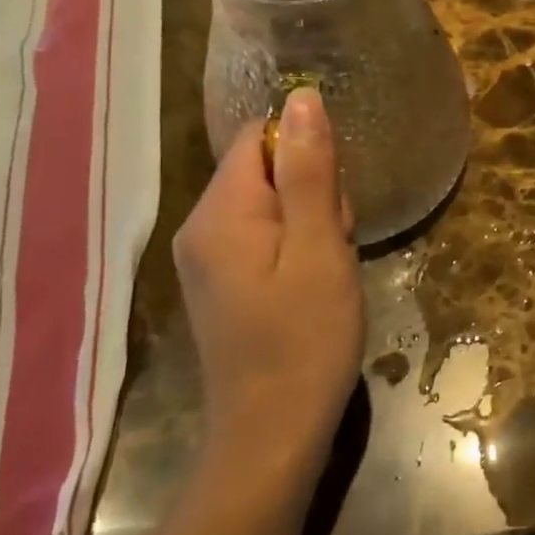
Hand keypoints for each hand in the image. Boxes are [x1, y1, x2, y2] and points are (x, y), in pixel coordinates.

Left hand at [173, 88, 364, 461]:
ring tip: (328, 273)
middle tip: (335, 247)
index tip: (332, 203)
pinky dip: (298, 249)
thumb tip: (301, 97)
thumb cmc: (305, 340)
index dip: (307, 155)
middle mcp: (200, 227)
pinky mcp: (222, 284)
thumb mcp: (320, 248)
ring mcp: (206, 259)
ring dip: (312, 224)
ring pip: (271, 204)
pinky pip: (265, 237)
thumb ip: (309, 170)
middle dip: (313, 194)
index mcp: (219, 213)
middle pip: (265, 169)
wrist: (273, 436)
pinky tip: (313, 288)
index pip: (260, 137)